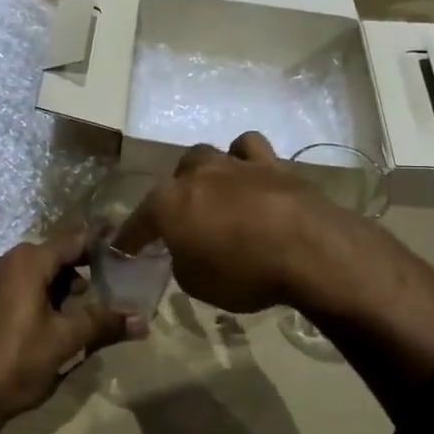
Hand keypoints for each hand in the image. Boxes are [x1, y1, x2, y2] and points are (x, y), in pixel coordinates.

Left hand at [0, 229, 135, 425]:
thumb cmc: (16, 360)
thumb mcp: (65, 341)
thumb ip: (104, 324)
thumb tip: (142, 321)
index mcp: (28, 261)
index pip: (73, 239)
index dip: (100, 242)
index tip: (124, 246)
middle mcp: (6, 261)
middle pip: (53, 255)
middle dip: (81, 268)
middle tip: (110, 284)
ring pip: (34, 272)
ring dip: (59, 285)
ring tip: (81, 309)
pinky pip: (15, 286)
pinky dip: (37, 295)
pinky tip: (48, 322)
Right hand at [115, 132, 373, 314]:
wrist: (309, 250)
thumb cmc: (245, 273)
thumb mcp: (198, 285)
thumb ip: (183, 261)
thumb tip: (186, 251)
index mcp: (168, 204)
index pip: (138, 222)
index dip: (130, 238)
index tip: (124, 250)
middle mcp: (195, 175)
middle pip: (172, 180)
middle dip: (172, 199)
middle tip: (181, 223)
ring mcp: (233, 164)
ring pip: (205, 156)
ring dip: (203, 174)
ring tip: (212, 194)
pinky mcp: (271, 163)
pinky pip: (247, 148)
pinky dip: (242, 158)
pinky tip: (247, 175)